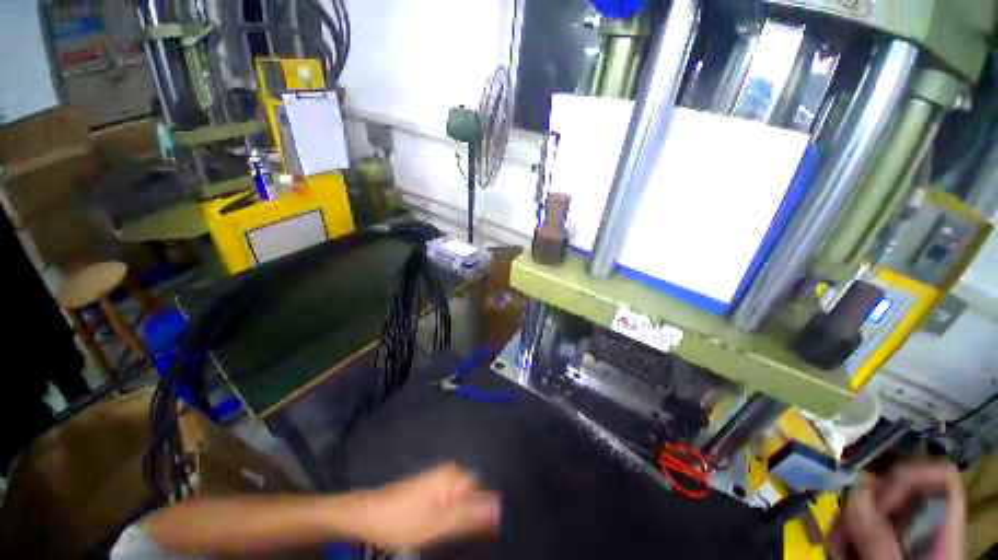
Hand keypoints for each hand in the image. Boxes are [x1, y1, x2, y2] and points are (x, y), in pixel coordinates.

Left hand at [344, 463, 499, 549]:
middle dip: (465, 516)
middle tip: (448, 532)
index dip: (480, 513)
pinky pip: (447, 502)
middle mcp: (449, 472)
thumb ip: (471, 515)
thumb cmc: (403, 520)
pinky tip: (430, 527)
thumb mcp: (439, 524)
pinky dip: (444, 516)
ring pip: (458, 501)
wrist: (367, 516)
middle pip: (470, 496)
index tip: (469, 531)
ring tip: (437, 531)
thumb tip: (500, 507)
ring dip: (454, 518)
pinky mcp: (428, 487)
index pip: (482, 492)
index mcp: (454, 475)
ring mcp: (438, 479)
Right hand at [829, 463, 964, 559]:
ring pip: (869, 507)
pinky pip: (858, 525)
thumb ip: (878, 538)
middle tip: (842, 531)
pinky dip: (843, 536)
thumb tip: (852, 492)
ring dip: (845, 524)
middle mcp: (922, 525)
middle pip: (895, 490)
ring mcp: (901, 535)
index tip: (876, 499)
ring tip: (838, 549)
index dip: (907, 477)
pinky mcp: (881, 544)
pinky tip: (839, 553)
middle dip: (860, 506)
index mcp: (941, 528)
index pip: (939, 477)